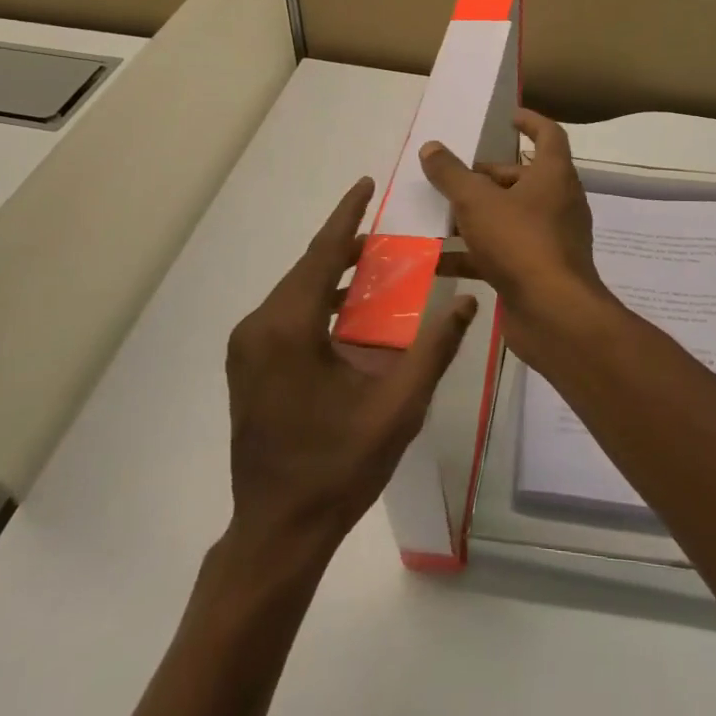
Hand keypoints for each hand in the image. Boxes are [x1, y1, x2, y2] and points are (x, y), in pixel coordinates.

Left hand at [224, 178, 475, 561]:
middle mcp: (259, 328)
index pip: (322, 254)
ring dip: (332, 276)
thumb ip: (434, 350)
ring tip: (374, 268)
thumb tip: (467, 302)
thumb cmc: (338, 468)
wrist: (277, 531)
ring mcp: (247, 348)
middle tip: (386, 234)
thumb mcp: (397, 408)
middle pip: (308, 270)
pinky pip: (286, 316)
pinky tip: (348, 314)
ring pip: (295, 292)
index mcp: (289, 328)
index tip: (366, 183)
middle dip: (345, 246)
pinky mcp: (248, 366)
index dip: (346, 215)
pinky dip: (317, 303)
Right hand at [419, 110, 618, 369]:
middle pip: (520, 178)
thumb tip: (431, 147)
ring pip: (507, 217)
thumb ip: (451, 174)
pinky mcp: (537, 271)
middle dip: (483, 178)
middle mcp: (556, 202)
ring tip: (434, 216)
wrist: (554, 315)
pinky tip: (436, 260)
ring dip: (473, 216)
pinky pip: (501, 252)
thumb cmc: (521, 243)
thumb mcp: (477, 202)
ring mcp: (549, 239)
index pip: (548, 135)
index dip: (529, 122)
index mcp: (553, 175)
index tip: (507, 118)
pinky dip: (472, 253)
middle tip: (448, 179)